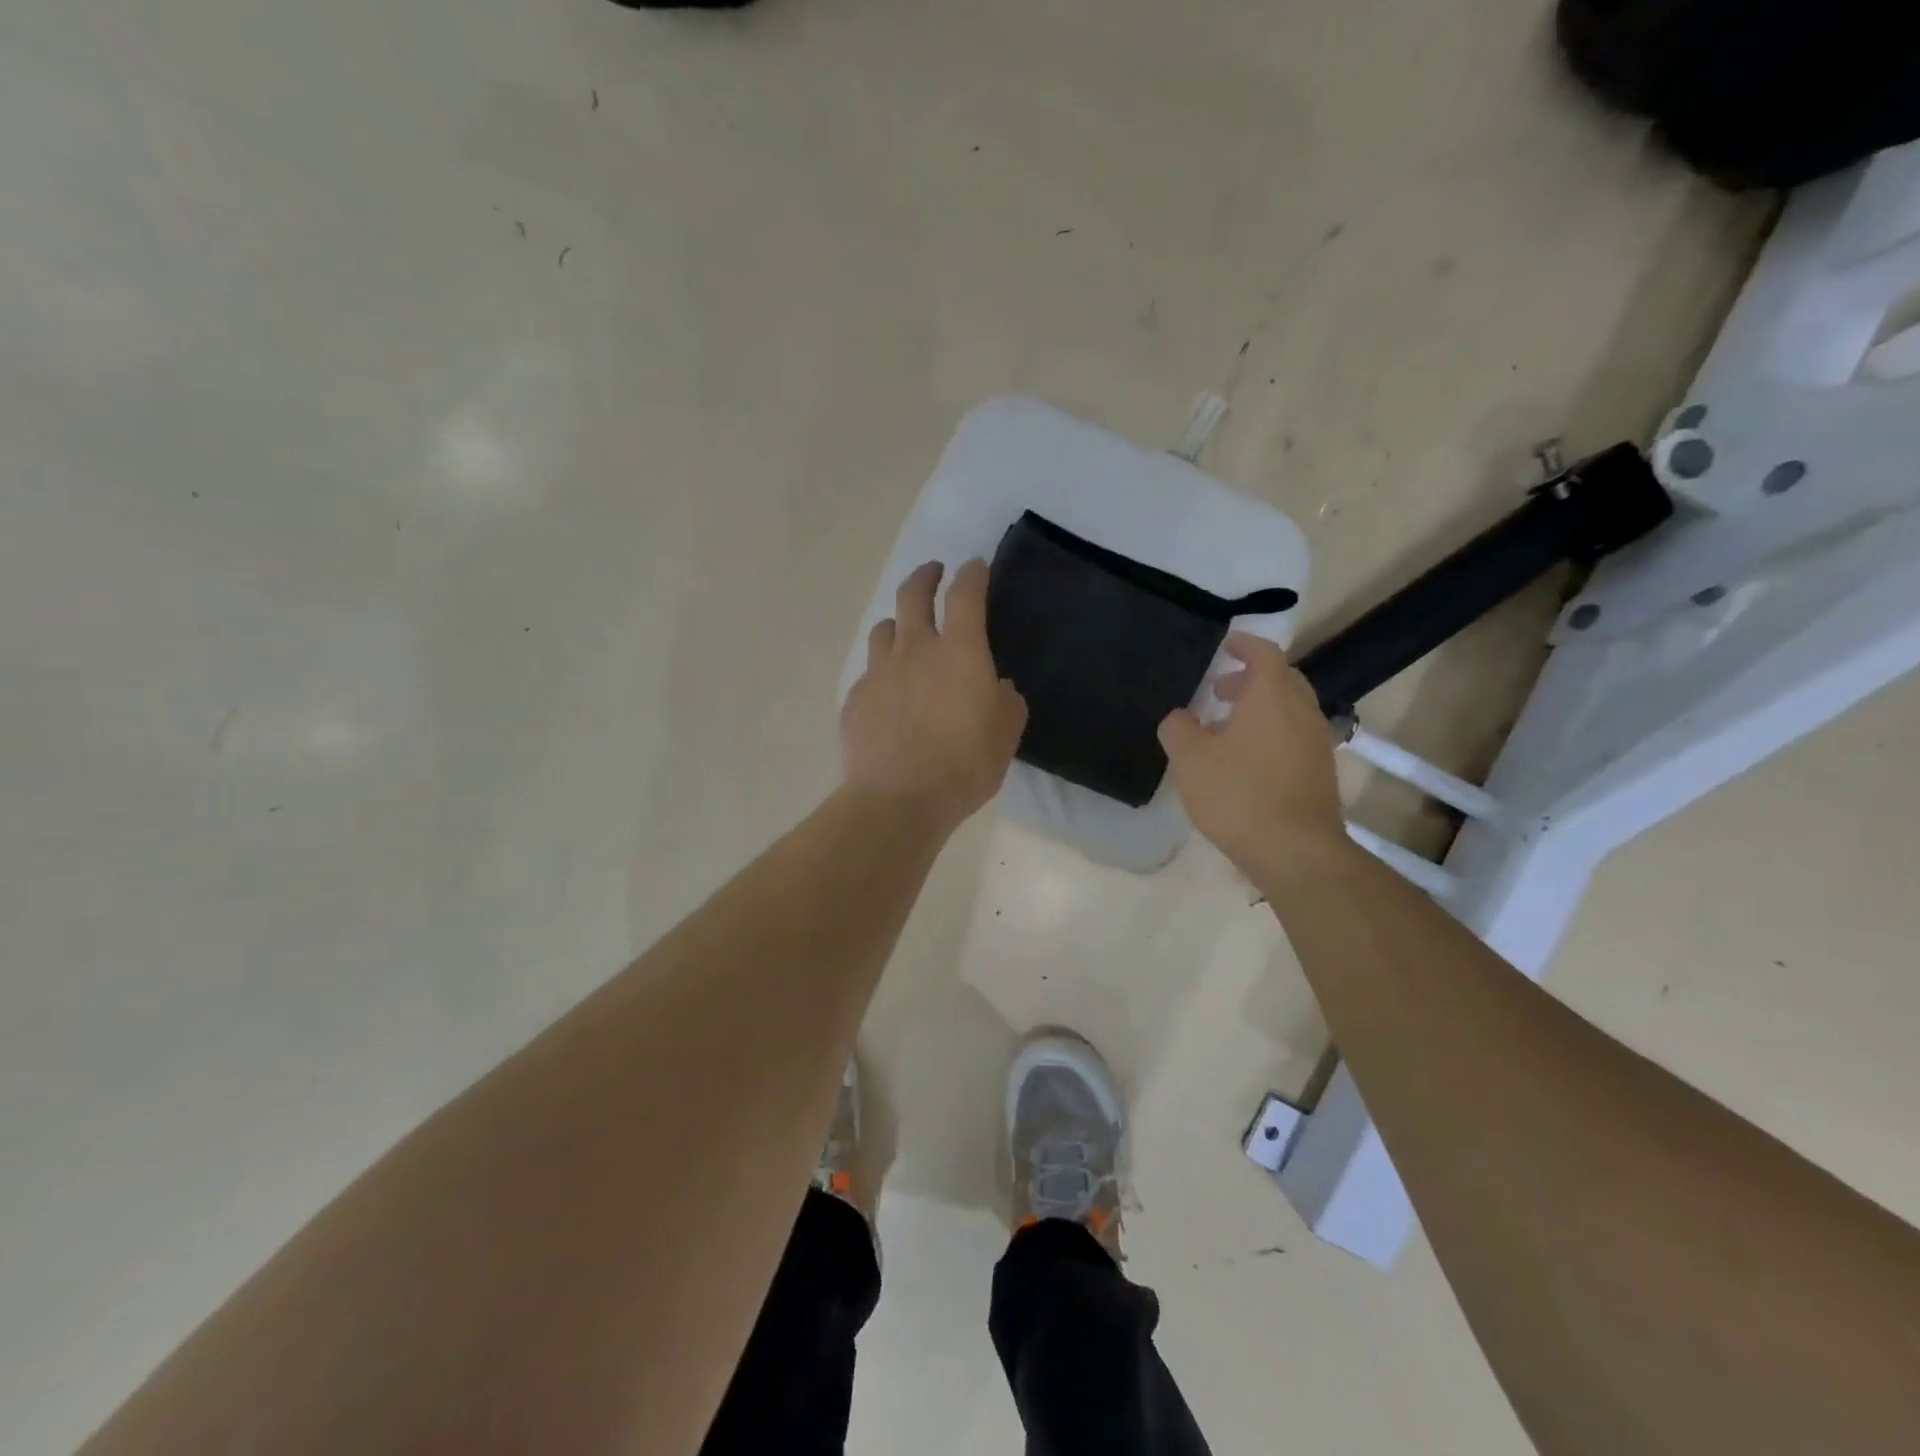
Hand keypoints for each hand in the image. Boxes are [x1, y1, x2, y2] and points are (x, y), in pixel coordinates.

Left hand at [840, 559, 1027, 834]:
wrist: (898, 800)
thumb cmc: (963, 766)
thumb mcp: (1005, 736)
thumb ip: (1006, 703)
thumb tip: (998, 688)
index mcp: (960, 652)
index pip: (965, 595)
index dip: (971, 574)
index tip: (974, 566)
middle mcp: (915, 650)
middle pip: (913, 594)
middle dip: (925, 576)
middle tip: (933, 573)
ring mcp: (879, 672)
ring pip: (883, 630)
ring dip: (897, 624)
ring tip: (904, 635)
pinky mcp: (856, 699)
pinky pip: (869, 674)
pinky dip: (881, 674)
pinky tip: (888, 695)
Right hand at [1158, 634, 1345, 879]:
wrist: (1295, 850)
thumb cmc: (1239, 794)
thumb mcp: (1190, 759)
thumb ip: (1178, 729)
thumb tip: (1179, 717)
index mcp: (1272, 696)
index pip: (1264, 653)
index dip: (1244, 644)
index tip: (1226, 644)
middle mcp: (1301, 711)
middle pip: (1282, 679)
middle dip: (1252, 678)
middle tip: (1221, 688)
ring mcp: (1316, 742)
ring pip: (1290, 709)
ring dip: (1262, 707)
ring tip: (1227, 726)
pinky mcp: (1320, 771)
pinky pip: (1295, 735)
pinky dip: (1272, 732)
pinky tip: (1247, 760)